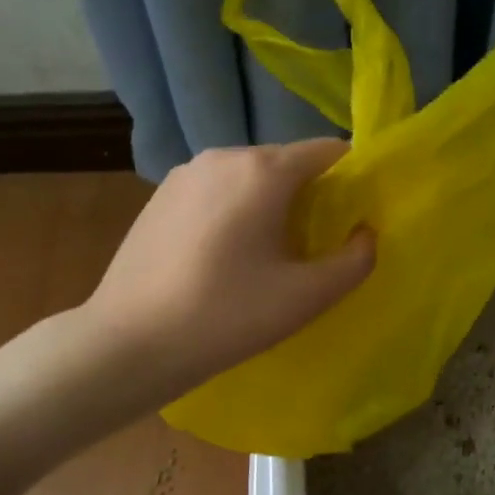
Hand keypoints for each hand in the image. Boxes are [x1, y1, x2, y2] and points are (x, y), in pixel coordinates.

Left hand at [83, 139, 373, 388]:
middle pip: (288, 162)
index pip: (329, 150)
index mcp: (264, 170)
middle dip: (312, 194)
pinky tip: (227, 255)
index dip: (353, 177)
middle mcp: (224, 156)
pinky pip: (218, 190)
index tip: (358, 216)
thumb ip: (354, 260)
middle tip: (318, 244)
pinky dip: (236, 209)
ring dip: (272, 203)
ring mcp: (186, 173)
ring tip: (271, 253)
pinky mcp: (160, 195)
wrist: (127, 344)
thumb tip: (366, 234)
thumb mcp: (306, 297)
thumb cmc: (226, 316)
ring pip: (251, 176)